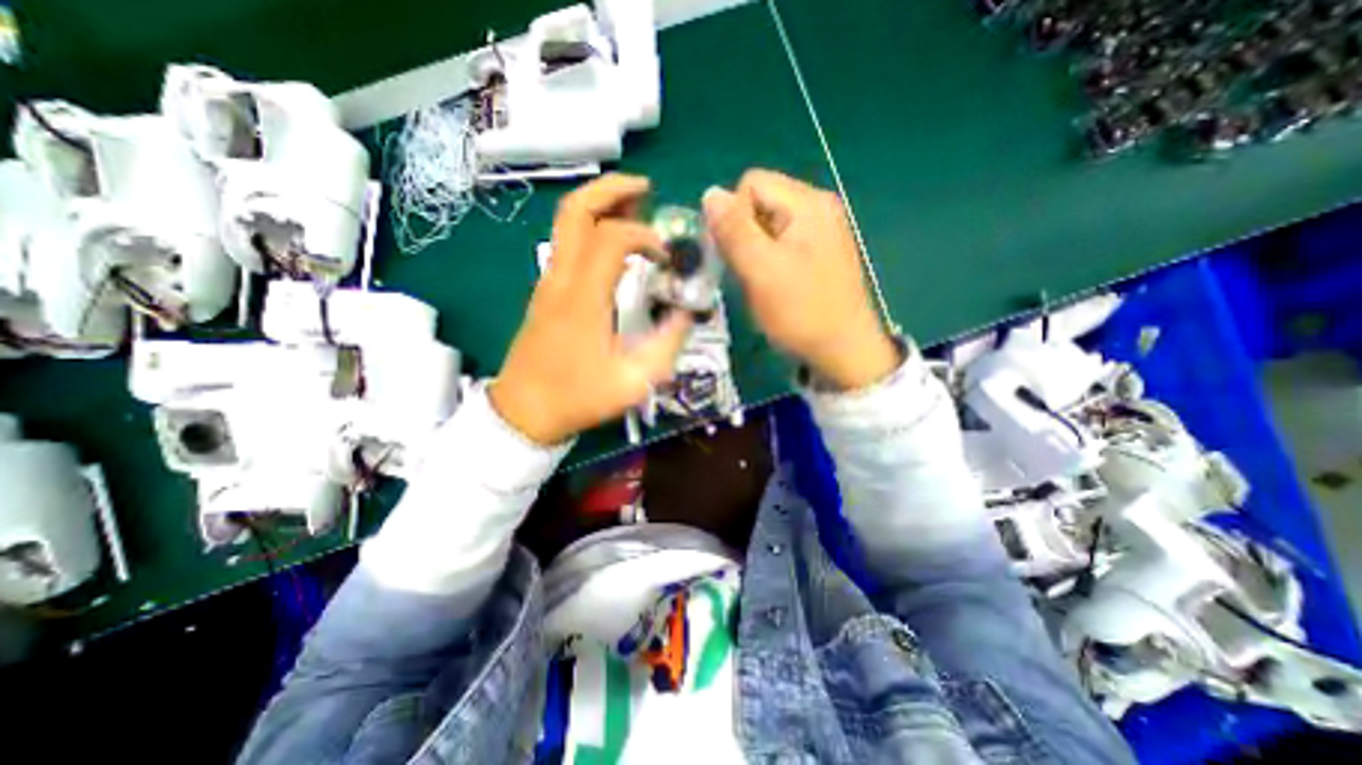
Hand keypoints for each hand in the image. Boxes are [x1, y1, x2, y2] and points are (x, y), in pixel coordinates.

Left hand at [491, 174, 692, 445]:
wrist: (524, 412)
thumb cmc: (578, 398)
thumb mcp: (634, 382)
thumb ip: (666, 345)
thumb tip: (684, 314)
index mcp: (583, 298)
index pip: (612, 238)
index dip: (645, 236)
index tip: (666, 258)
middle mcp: (561, 279)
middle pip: (575, 211)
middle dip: (611, 190)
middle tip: (646, 190)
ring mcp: (548, 282)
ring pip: (566, 223)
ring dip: (601, 206)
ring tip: (635, 209)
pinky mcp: (545, 291)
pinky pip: (566, 244)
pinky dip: (591, 229)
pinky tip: (615, 245)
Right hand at [703, 171, 901, 391]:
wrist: (844, 351)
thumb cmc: (801, 311)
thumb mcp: (761, 270)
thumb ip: (733, 230)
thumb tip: (710, 193)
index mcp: (808, 203)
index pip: (752, 183)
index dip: (734, 215)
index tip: (737, 254)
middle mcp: (818, 207)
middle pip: (761, 202)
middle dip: (744, 234)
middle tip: (749, 271)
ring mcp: (822, 231)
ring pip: (768, 225)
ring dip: (754, 250)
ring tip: (762, 281)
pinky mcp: (819, 252)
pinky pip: (782, 243)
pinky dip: (769, 260)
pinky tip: (774, 284)